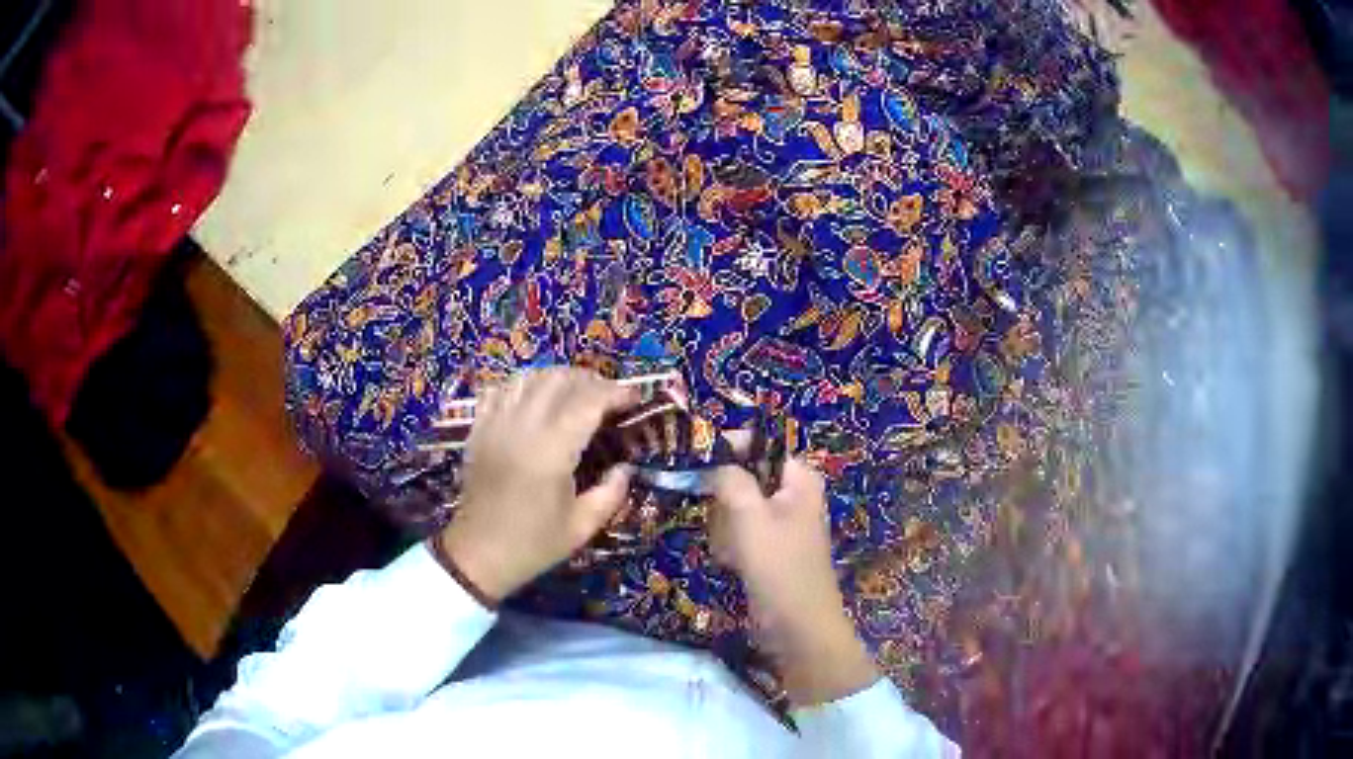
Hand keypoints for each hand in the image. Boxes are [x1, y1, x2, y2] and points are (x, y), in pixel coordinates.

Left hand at [437, 368, 636, 603]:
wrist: (478, 555)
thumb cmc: (533, 544)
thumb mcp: (582, 527)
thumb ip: (611, 493)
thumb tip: (625, 467)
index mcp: (551, 451)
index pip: (588, 402)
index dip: (615, 392)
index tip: (634, 397)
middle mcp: (522, 427)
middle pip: (559, 380)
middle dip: (591, 380)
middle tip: (609, 396)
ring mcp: (496, 424)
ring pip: (529, 378)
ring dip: (558, 378)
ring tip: (576, 393)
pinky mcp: (479, 429)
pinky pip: (501, 390)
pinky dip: (524, 385)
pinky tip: (536, 399)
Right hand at [711, 454, 879, 705]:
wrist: (797, 628)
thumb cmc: (778, 567)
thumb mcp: (750, 517)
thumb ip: (732, 480)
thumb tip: (716, 459)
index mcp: (800, 479)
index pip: (762, 445)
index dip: (731, 448)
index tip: (698, 462)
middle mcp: (793, 496)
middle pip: (745, 478)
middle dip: (726, 502)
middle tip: (724, 522)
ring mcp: (781, 525)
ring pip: (737, 509)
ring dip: (726, 529)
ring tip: (731, 551)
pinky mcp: (769, 551)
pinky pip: (739, 535)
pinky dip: (732, 547)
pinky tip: (733, 565)